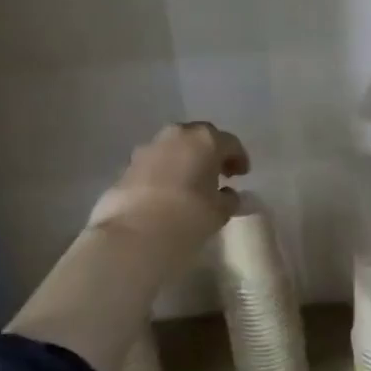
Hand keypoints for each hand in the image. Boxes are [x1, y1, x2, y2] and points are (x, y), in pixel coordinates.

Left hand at [88, 121, 249, 263]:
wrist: (133, 235)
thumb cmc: (187, 218)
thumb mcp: (219, 212)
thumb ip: (228, 200)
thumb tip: (229, 195)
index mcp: (205, 140)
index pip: (229, 142)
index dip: (238, 158)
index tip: (242, 174)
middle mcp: (177, 136)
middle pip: (199, 138)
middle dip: (210, 153)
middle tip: (219, 173)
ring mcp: (149, 148)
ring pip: (174, 148)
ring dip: (185, 160)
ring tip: (191, 183)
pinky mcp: (128, 166)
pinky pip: (155, 163)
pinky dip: (165, 171)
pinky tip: (168, 192)